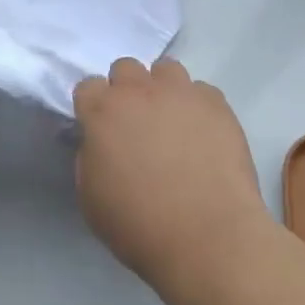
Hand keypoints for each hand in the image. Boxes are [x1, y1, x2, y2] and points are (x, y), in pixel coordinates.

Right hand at [72, 57, 269, 285]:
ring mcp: (181, 93)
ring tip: (172, 121)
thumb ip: (90, 158)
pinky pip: (202, 91)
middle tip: (136, 123)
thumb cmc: (140, 225)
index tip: (100, 129)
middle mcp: (140, 91)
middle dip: (126, 89)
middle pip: (125, 67)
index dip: (92, 106)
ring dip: (162, 89)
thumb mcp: (91, 198)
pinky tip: (202, 134)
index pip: (87, 86)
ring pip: (166, 69)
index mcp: (103, 111)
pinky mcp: (216, 104)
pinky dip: (197, 106)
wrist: (208, 237)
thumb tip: (100, 144)